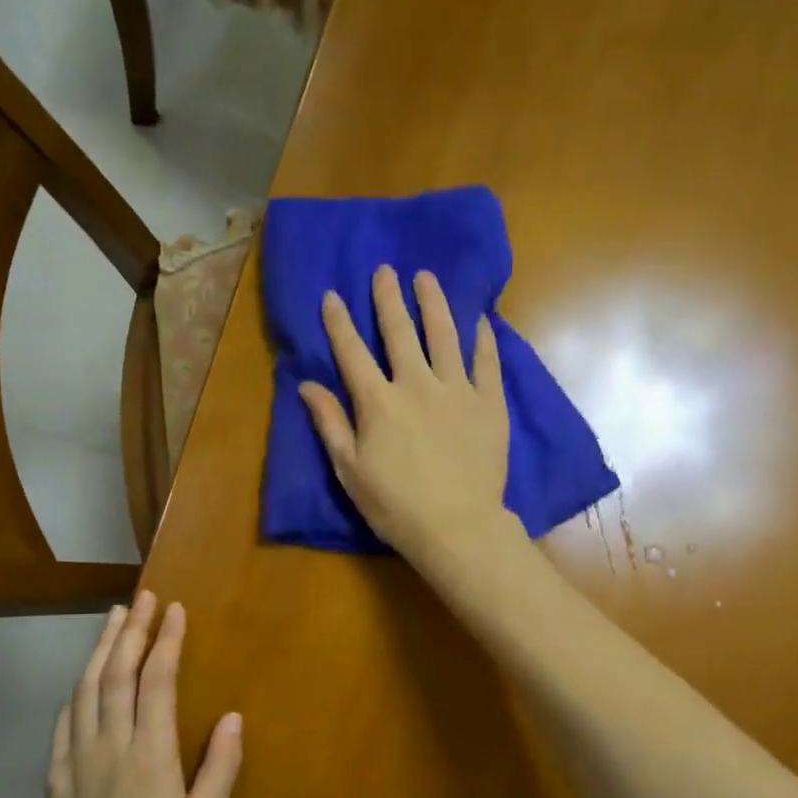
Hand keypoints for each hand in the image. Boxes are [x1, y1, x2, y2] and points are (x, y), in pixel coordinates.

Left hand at [46, 593, 241, 797]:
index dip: (167, 640)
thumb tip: (232, 717)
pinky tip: (83, 678)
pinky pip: (64, 719)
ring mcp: (78, 754)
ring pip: (86, 687)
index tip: (175, 609)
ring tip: (115, 618)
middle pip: (117, 672)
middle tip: (144, 598)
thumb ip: (220, 766)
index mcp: (150, 751)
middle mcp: (110, 741)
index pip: (157, 680)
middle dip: (133, 630)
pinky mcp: (56, 771)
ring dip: (101, 647)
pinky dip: (76, 689)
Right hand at [299, 265, 515, 566]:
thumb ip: (331, 423)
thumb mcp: (350, 470)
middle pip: (399, 333)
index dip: (339, 322)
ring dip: (434, 304)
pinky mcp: (490, 404)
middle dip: (388, 299)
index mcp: (378, 403)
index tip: (332, 295)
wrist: (457, 527)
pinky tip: (480, 320)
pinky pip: (487, 362)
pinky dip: (483, 339)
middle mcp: (416, 385)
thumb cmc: (395, 506)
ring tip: (427, 279)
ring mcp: (457, 391)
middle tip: (385, 271)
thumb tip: (307, 385)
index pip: (352, 353)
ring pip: (444, 335)